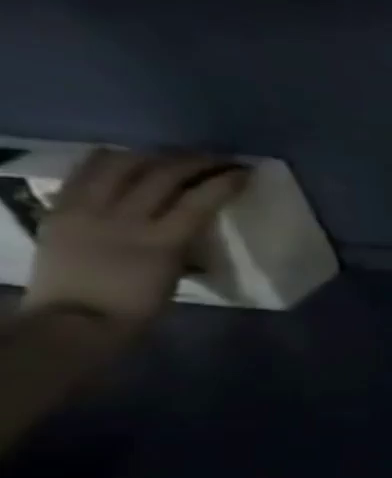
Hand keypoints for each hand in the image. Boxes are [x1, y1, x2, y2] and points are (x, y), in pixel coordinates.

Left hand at [25, 149, 248, 328]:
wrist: (75, 321)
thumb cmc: (137, 307)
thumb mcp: (173, 275)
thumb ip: (182, 244)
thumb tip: (196, 223)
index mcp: (160, 242)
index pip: (199, 200)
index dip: (224, 182)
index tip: (245, 173)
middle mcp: (122, 218)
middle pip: (161, 175)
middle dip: (194, 162)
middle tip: (217, 159)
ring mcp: (86, 210)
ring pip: (120, 165)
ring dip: (152, 156)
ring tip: (171, 157)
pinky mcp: (61, 209)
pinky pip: (85, 173)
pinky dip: (109, 161)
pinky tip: (126, 160)